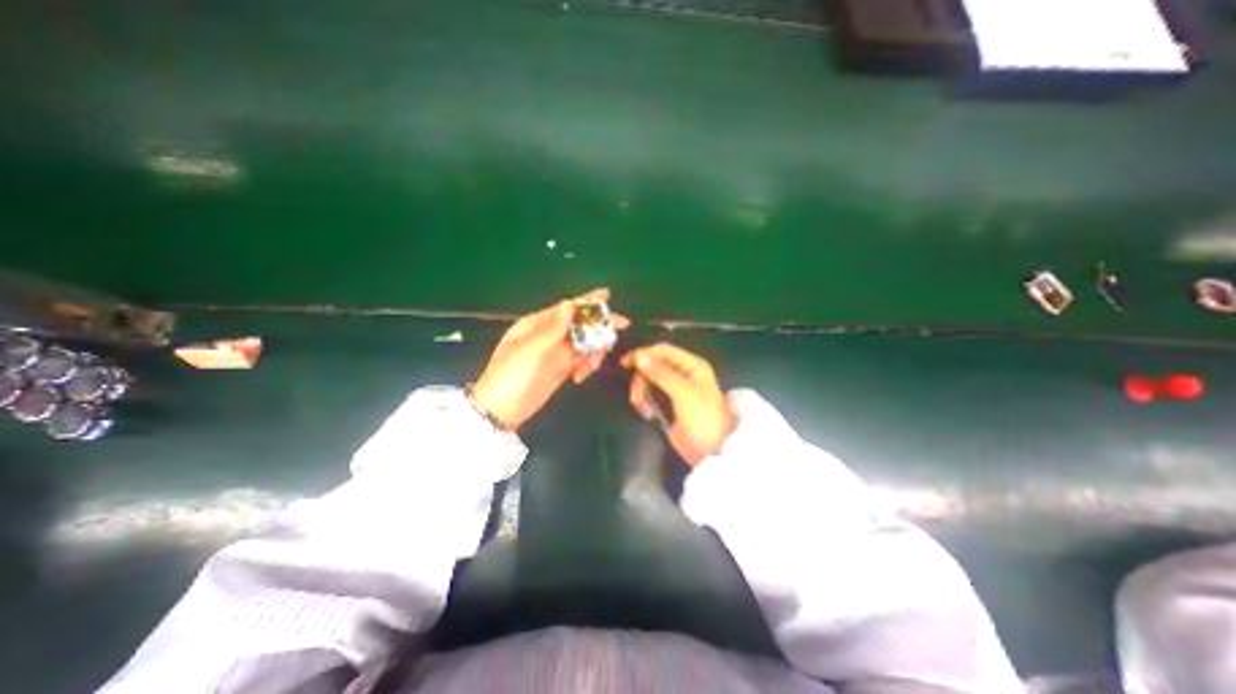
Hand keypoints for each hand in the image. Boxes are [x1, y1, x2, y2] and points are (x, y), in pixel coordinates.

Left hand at [472, 291, 632, 429]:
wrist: (501, 410)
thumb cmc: (512, 375)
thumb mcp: (531, 350)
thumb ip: (554, 328)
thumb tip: (570, 303)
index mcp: (537, 324)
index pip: (567, 308)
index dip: (588, 301)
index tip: (607, 295)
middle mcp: (549, 334)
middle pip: (580, 324)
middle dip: (599, 326)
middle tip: (621, 325)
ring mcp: (556, 352)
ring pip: (584, 342)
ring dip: (594, 350)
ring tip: (592, 366)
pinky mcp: (561, 368)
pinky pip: (581, 360)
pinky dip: (586, 365)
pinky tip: (581, 375)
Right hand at [619, 341, 731, 464]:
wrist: (710, 452)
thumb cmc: (702, 418)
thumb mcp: (682, 393)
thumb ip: (660, 373)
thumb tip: (639, 355)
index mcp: (691, 365)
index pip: (663, 351)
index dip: (644, 354)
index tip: (624, 363)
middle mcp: (683, 372)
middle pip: (653, 365)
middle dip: (642, 379)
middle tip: (636, 397)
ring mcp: (675, 388)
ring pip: (648, 380)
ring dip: (641, 392)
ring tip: (642, 409)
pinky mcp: (667, 403)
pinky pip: (650, 394)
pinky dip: (644, 401)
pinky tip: (647, 413)